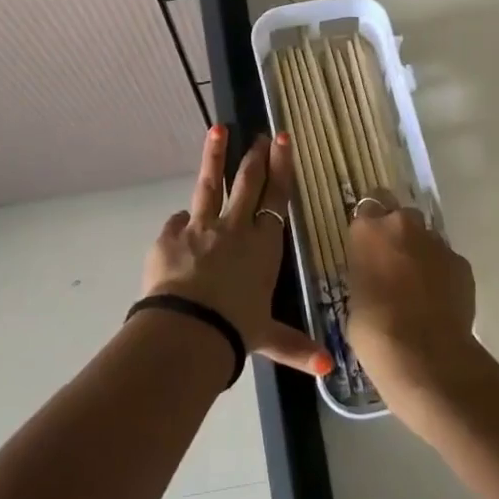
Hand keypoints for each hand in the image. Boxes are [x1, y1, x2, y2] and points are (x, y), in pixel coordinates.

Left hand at [143, 126, 331, 377]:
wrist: (187, 330)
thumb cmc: (236, 330)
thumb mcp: (268, 337)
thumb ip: (296, 347)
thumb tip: (329, 368)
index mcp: (262, 246)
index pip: (276, 199)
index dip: (281, 168)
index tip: (283, 139)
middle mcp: (234, 228)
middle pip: (247, 183)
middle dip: (255, 156)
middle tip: (260, 134)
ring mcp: (200, 228)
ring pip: (210, 184)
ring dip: (215, 156)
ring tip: (217, 130)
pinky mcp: (170, 236)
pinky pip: (177, 222)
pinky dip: (181, 222)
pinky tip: (180, 222)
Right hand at [346, 193, 480, 428]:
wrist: (423, 355)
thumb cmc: (373, 329)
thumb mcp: (355, 294)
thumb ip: (367, 271)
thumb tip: (377, 274)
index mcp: (368, 230)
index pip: (368, 206)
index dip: (371, 224)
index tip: (369, 243)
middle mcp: (402, 225)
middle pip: (401, 216)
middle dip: (399, 234)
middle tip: (394, 263)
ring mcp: (436, 242)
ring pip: (427, 238)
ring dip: (422, 253)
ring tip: (418, 287)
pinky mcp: (462, 263)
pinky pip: (447, 261)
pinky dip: (443, 274)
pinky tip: (438, 302)